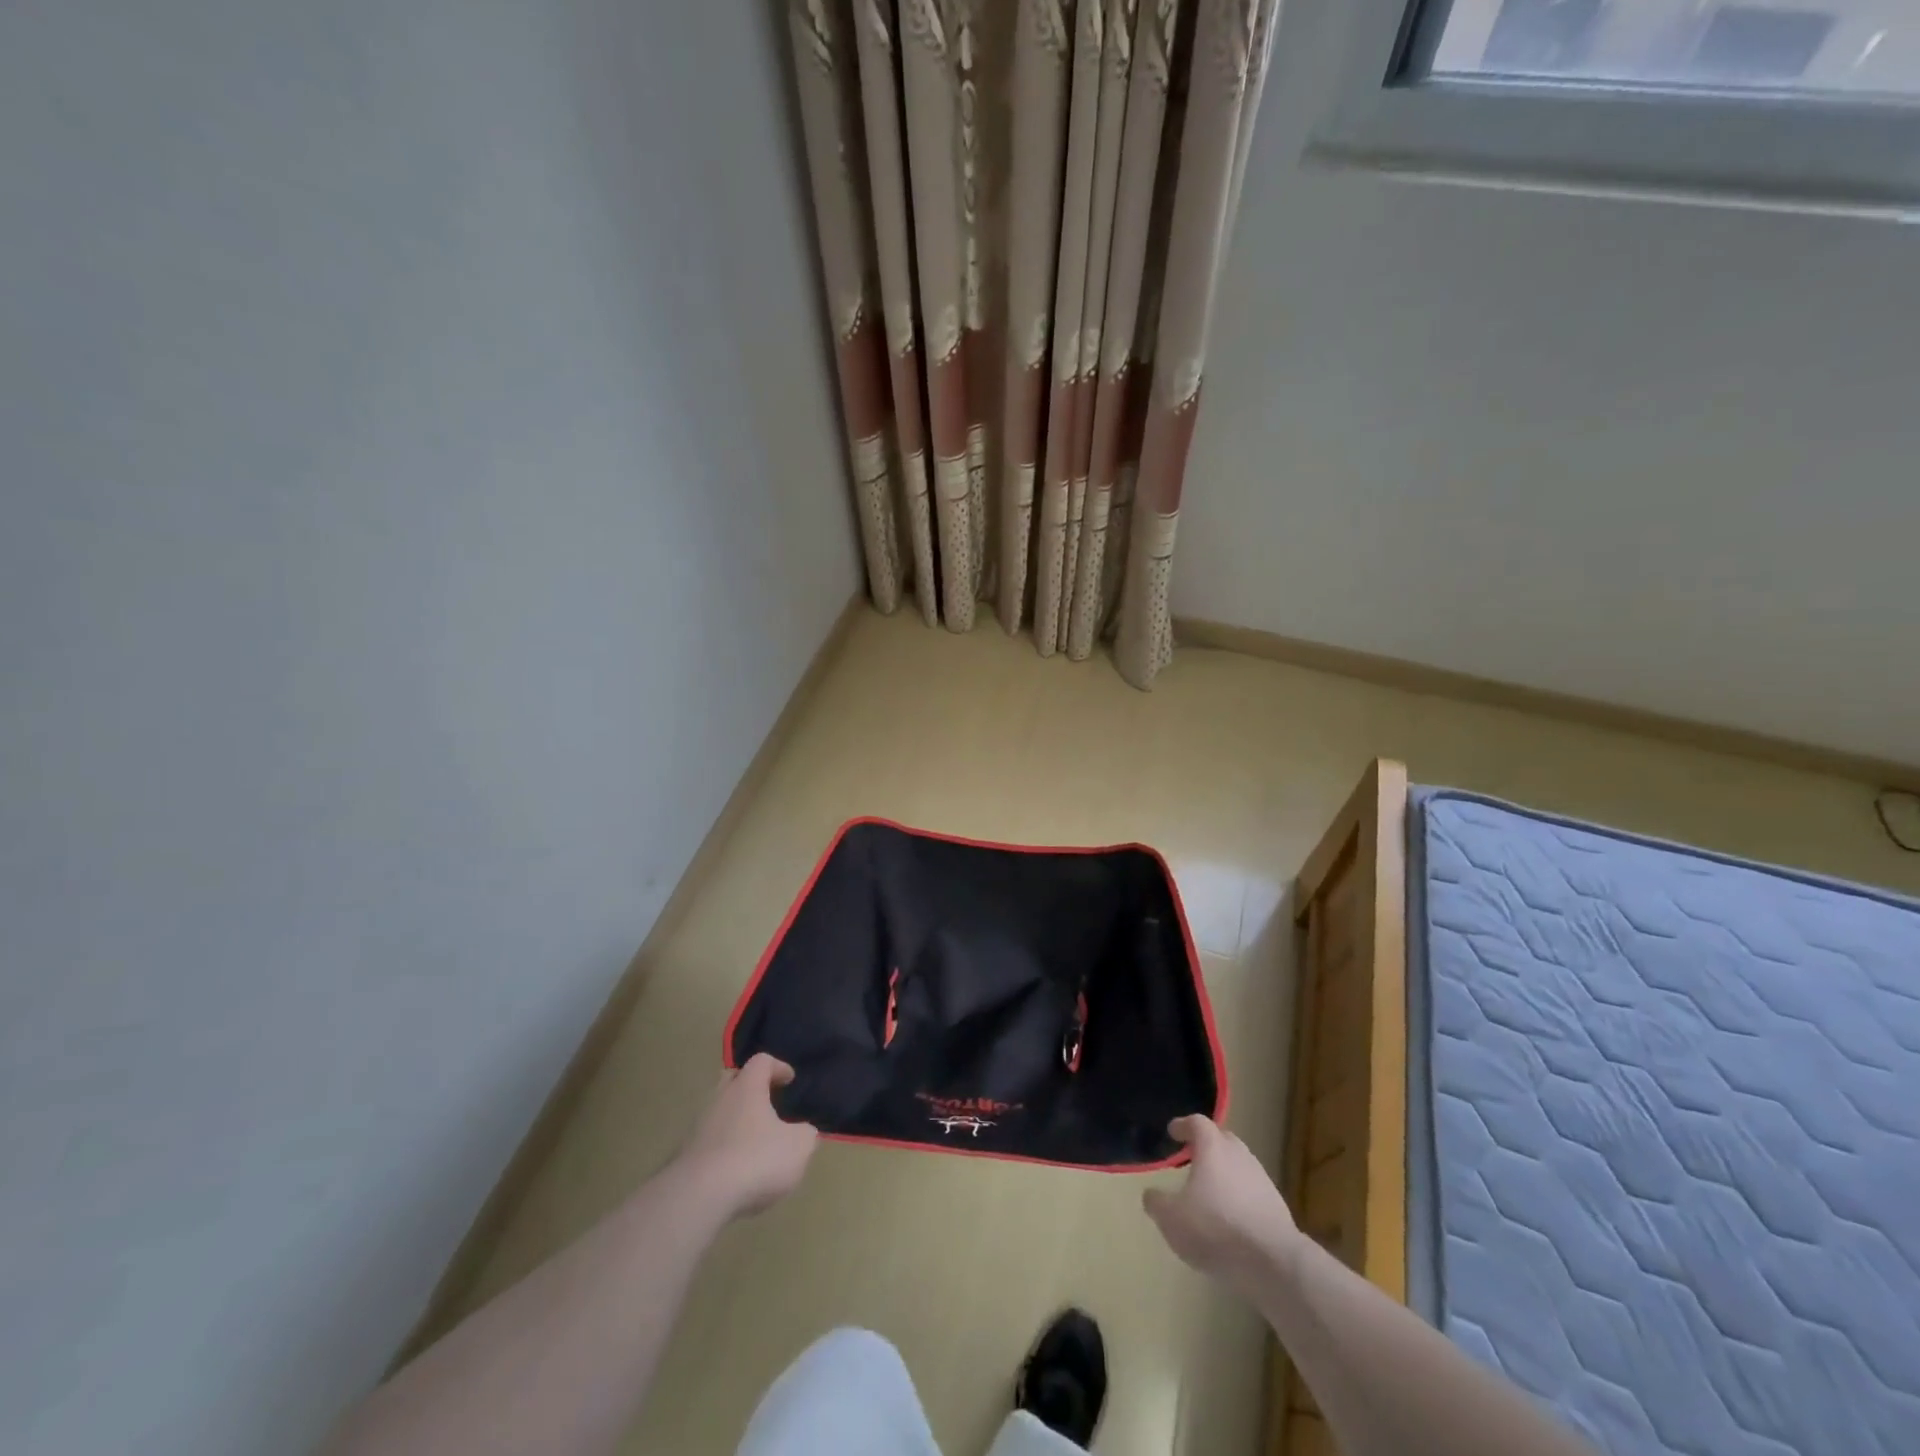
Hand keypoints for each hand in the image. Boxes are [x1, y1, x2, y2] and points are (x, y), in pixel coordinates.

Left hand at [676, 1054, 818, 1219]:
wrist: (699, 1198)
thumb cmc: (755, 1160)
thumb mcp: (798, 1147)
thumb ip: (806, 1134)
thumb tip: (804, 1132)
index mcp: (747, 1087)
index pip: (761, 1061)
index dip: (778, 1067)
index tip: (789, 1080)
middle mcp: (720, 1099)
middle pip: (733, 1080)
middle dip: (751, 1087)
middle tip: (768, 1101)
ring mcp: (699, 1127)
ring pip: (720, 1111)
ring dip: (737, 1119)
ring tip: (755, 1140)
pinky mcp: (686, 1156)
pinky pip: (710, 1140)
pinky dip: (725, 1146)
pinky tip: (737, 1168)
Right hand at [1142, 1115, 1299, 1282]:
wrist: (1273, 1262)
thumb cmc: (1215, 1227)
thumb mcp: (1171, 1218)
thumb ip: (1157, 1203)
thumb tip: (1152, 1195)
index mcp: (1212, 1147)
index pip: (1197, 1122)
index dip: (1183, 1125)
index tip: (1173, 1131)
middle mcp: (1239, 1154)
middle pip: (1222, 1140)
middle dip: (1206, 1146)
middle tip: (1192, 1157)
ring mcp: (1261, 1179)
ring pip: (1239, 1166)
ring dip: (1224, 1173)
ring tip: (1210, 1191)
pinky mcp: (1277, 1206)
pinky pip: (1251, 1191)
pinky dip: (1239, 1197)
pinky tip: (1231, 1218)